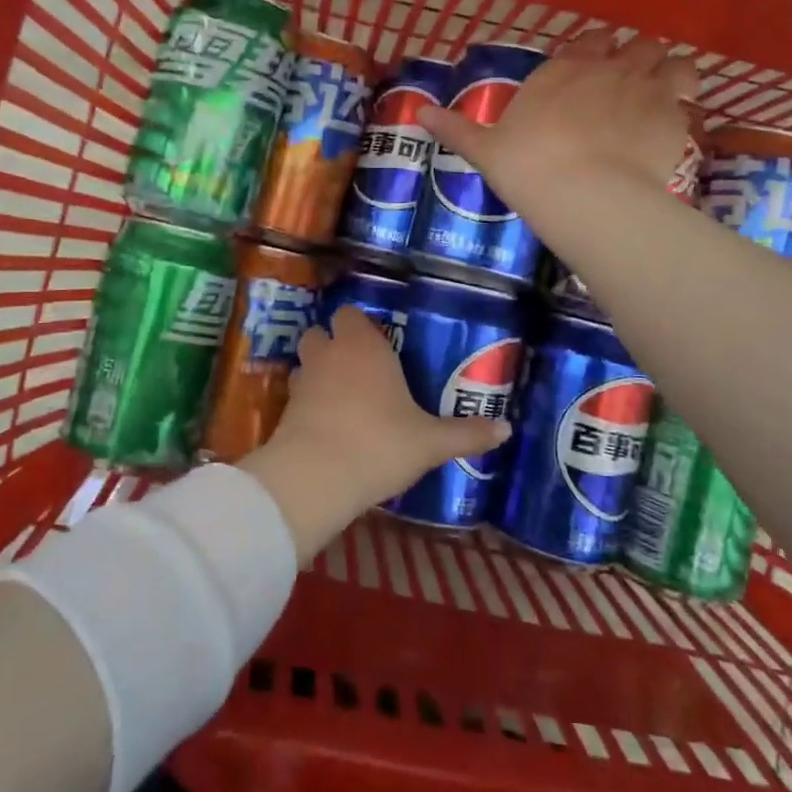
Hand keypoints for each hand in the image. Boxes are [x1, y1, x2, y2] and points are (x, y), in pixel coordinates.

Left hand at [239, 308, 509, 563]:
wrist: (316, 478)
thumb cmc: (379, 444)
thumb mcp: (430, 442)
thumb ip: (466, 434)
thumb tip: (507, 429)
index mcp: (363, 346)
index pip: (351, 313)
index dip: (361, 323)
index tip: (380, 340)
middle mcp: (329, 354)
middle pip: (321, 332)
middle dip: (336, 344)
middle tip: (362, 367)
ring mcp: (303, 381)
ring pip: (306, 362)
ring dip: (319, 371)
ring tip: (343, 395)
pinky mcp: (285, 410)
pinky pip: (298, 394)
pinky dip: (309, 402)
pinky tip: (329, 424)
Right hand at [417, 29, 699, 216]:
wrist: (582, 195)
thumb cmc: (527, 167)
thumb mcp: (484, 150)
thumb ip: (456, 128)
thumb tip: (418, 113)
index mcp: (565, 69)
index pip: (591, 40)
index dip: (595, 50)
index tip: (593, 66)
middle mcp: (609, 68)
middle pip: (637, 44)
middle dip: (636, 58)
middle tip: (629, 83)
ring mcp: (647, 89)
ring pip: (673, 61)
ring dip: (669, 71)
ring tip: (663, 94)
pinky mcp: (674, 118)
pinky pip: (689, 97)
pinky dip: (684, 105)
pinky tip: (674, 124)